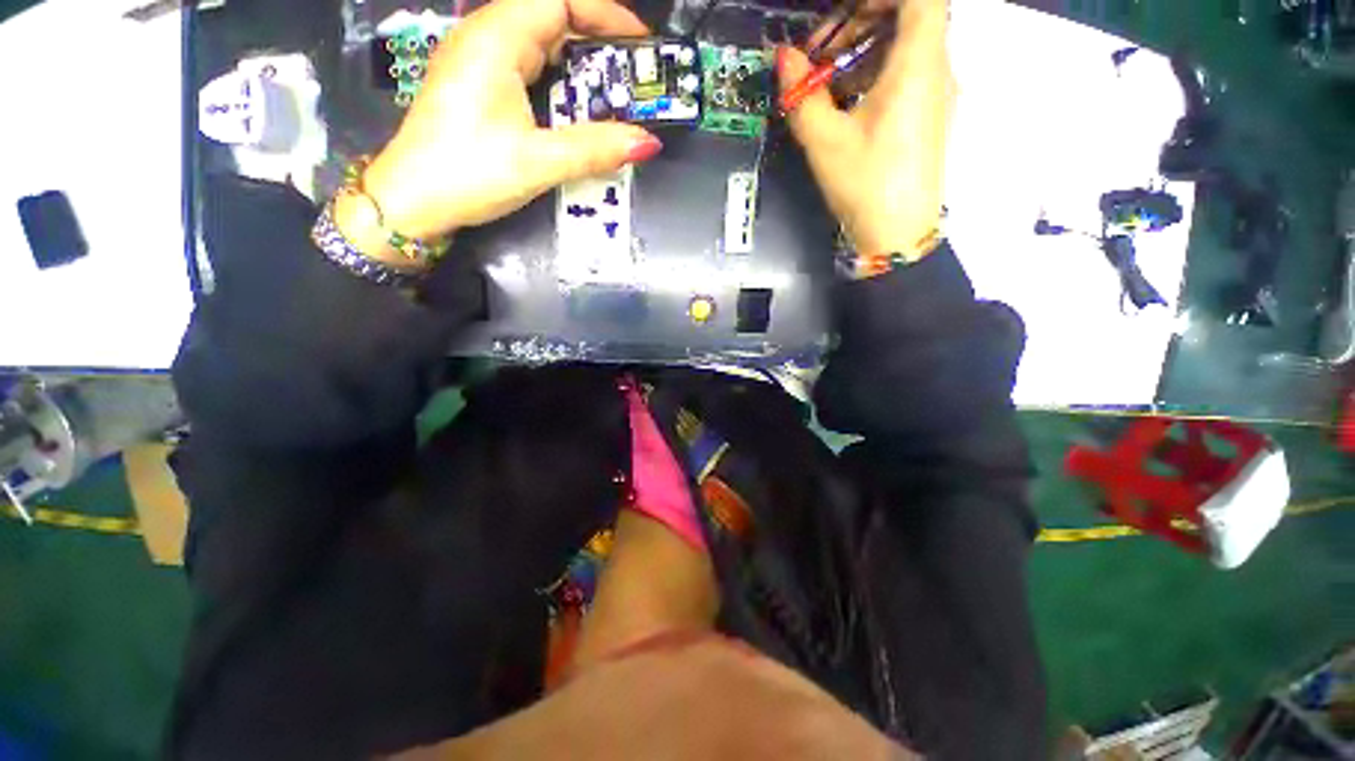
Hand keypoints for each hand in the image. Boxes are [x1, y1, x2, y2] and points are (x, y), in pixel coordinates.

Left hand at [357, 0, 663, 245]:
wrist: (412, 202)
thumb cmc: (468, 174)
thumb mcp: (537, 162)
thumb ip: (594, 149)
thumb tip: (647, 143)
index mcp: (495, 39)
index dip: (605, 14)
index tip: (640, 46)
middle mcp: (484, 36)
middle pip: (550, 13)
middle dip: (597, 39)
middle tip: (633, 76)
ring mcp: (477, 58)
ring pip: (538, 38)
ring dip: (578, 60)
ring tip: (613, 91)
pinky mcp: (476, 82)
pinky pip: (526, 62)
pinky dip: (558, 76)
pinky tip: (573, 104)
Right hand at [777, 0, 954, 259]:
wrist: (898, 234)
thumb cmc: (866, 185)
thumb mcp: (825, 142)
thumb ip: (803, 96)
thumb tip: (785, 58)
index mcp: (918, 65)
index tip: (845, 12)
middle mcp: (937, 70)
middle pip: (911, 16)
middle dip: (862, 20)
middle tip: (822, 50)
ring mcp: (936, 93)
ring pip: (907, 45)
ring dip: (865, 49)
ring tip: (826, 80)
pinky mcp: (929, 115)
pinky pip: (907, 73)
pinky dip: (876, 72)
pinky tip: (845, 101)